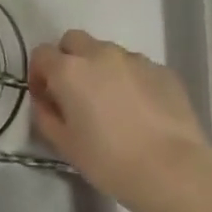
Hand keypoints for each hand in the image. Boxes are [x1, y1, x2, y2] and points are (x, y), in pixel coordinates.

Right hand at [29, 30, 211, 211]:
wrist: (173, 170)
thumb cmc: (110, 160)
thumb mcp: (65, 145)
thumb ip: (46, 116)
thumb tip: (45, 102)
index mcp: (70, 70)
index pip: (42, 54)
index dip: (39, 75)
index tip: (46, 98)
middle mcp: (100, 54)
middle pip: (73, 41)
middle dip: (68, 59)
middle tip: (75, 93)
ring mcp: (135, 59)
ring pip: (107, 52)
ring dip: (100, 68)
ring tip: (111, 103)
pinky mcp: (162, 70)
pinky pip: (136, 67)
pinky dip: (129, 79)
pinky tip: (139, 109)